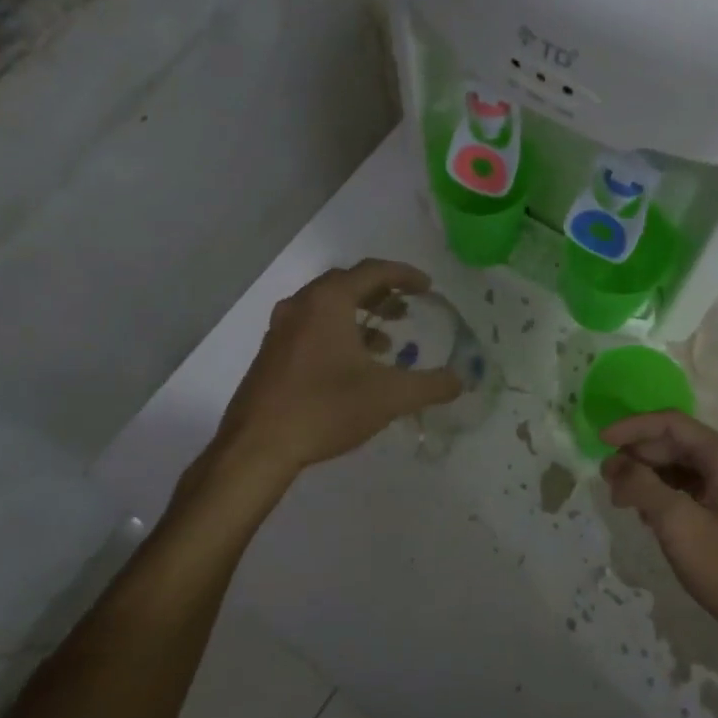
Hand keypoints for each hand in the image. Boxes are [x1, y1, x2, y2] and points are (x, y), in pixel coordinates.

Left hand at [216, 260, 461, 479]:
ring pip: (326, 307)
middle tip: (408, 308)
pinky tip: (353, 365)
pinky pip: (311, 326)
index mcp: (327, 302)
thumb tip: (460, 381)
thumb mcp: (388, 397)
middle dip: (381, 293)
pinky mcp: (271, 353)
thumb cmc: (325, 409)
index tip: (428, 287)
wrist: (257, 446)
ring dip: (359, 315)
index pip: (372, 271)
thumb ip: (430, 386)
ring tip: (387, 340)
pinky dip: (338, 332)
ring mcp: (280, 328)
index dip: (404, 275)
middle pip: (347, 284)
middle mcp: (301, 305)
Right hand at [601, 411, 717, 652]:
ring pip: (675, 466)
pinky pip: (683, 488)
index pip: (670, 423)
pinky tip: (644, 516)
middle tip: (606, 480)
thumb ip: (642, 486)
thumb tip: (614, 464)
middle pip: (672, 443)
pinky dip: (658, 494)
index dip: (632, 427)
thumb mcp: (677, 524)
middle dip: (636, 455)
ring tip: (620, 500)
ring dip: (644, 475)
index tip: (600, 442)